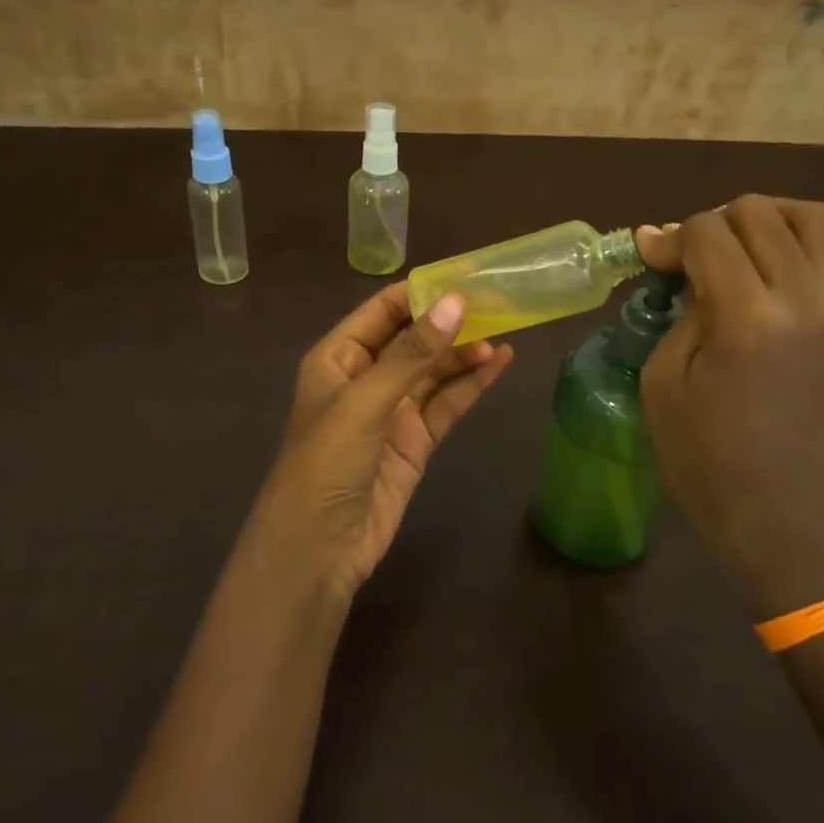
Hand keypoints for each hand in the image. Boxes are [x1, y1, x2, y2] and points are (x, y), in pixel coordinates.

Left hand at [245, 282, 514, 599]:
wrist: (318, 548)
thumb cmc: (326, 462)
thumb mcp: (366, 401)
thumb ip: (412, 353)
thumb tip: (457, 302)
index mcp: (338, 357)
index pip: (383, 311)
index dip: (421, 292)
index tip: (465, 274)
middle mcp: (365, 378)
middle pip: (413, 339)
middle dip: (450, 321)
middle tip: (498, 301)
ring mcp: (392, 412)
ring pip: (434, 371)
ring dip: (465, 353)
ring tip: (505, 332)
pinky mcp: (415, 442)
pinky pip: (446, 404)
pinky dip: (471, 385)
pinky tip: (498, 364)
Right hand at [637, 197, 823, 619]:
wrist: (786, 522)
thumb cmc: (705, 461)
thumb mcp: (663, 383)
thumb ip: (680, 311)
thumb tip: (680, 262)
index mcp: (749, 321)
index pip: (710, 232)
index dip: (672, 236)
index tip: (652, 255)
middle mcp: (809, 305)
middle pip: (764, 212)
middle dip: (717, 222)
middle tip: (695, 258)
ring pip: (816, 223)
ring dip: (769, 223)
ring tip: (742, 253)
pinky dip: (793, 269)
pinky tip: (771, 308)